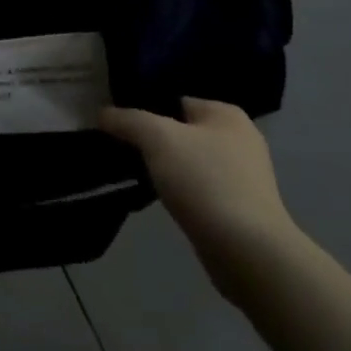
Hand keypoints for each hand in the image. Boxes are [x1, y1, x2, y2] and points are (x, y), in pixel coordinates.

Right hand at [99, 98, 301, 302]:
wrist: (247, 250)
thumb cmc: (205, 181)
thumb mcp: (158, 138)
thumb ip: (128, 120)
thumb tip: (103, 113)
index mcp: (226, 113)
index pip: (175, 101)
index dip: (146, 112)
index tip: (121, 129)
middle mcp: (240, 138)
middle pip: (182, 132)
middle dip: (155, 143)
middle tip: (126, 154)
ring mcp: (244, 175)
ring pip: (190, 162)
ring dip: (167, 170)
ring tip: (142, 179)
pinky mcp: (241, 207)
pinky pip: (200, 189)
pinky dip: (182, 193)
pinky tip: (166, 202)